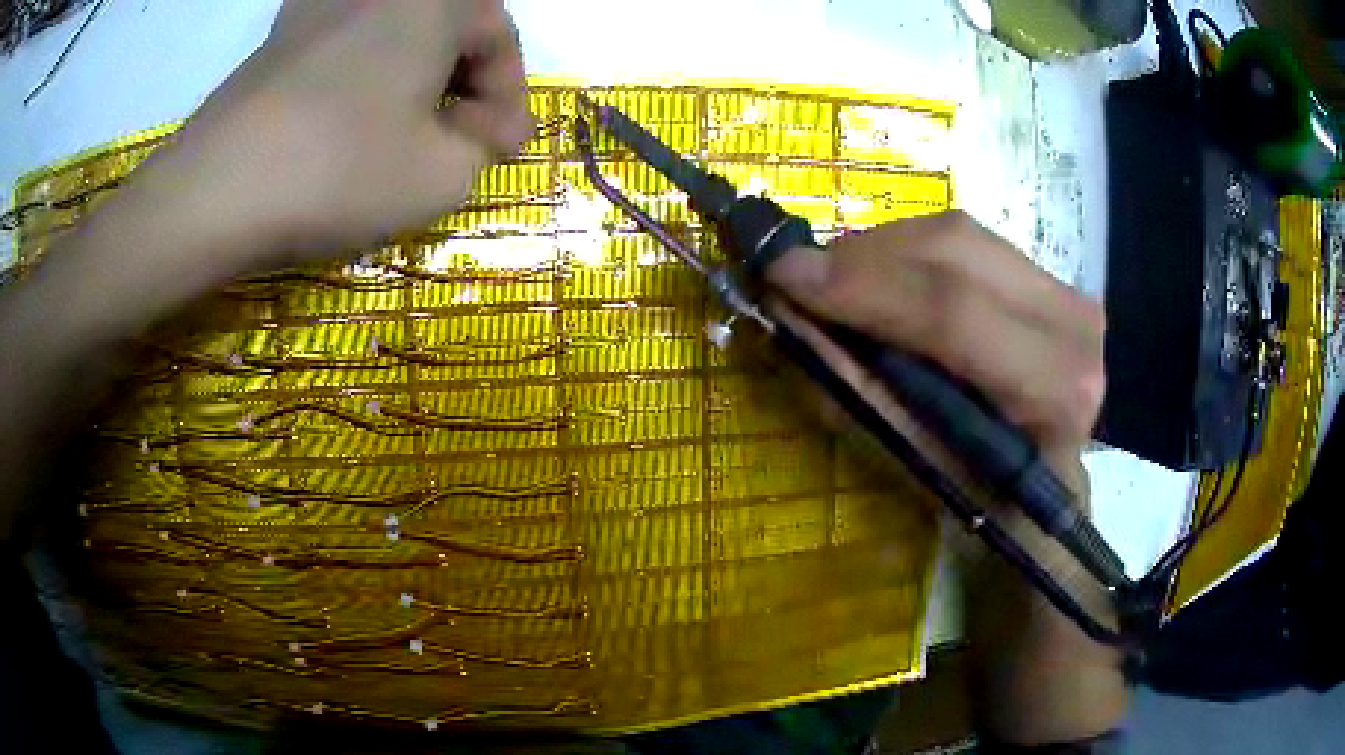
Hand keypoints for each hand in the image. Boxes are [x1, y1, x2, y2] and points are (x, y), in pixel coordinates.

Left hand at [136, 0, 530, 267]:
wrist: (213, 193)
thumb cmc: (338, 172)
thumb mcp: (442, 176)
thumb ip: (484, 145)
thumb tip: (483, 128)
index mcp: (435, 0)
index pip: (499, 35)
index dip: (511, 97)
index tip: (504, 150)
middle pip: (447, 26)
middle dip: (464, 83)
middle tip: (459, 140)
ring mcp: (321, 7)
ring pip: (394, 32)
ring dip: (415, 75)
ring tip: (406, 130)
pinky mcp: (278, 38)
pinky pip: (344, 43)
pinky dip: (364, 73)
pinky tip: (351, 114)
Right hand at [765, 212, 1123, 745]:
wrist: (1050, 493)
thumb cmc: (987, 504)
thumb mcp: (919, 465)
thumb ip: (860, 390)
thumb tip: (790, 319)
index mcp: (1053, 386)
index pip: (950, 311)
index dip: (860, 285)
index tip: (782, 275)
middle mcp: (1073, 324)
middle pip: (952, 251)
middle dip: (861, 257)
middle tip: (797, 275)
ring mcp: (1067, 293)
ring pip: (955, 235)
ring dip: (880, 250)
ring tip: (832, 281)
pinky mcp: (1050, 279)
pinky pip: (965, 243)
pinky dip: (907, 252)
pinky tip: (878, 278)